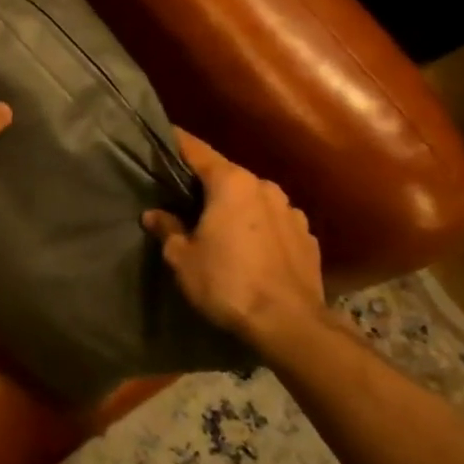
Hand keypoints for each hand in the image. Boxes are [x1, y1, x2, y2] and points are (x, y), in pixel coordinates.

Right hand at [143, 129, 323, 346]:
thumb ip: (167, 229)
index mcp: (231, 182)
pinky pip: (275, 222)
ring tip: (219, 225)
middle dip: (205, 182)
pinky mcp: (308, 238)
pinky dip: (259, 227)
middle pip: (226, 174)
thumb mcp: (183, 258)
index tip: (160, 137)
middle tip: (182, 194)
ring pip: (253, 198)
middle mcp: (264, 186)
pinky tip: (250, 248)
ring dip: (235, 206)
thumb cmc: (227, 282)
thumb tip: (155, 215)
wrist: (291, 326)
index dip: (175, 142)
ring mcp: (292, 211)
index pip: (195, 149)